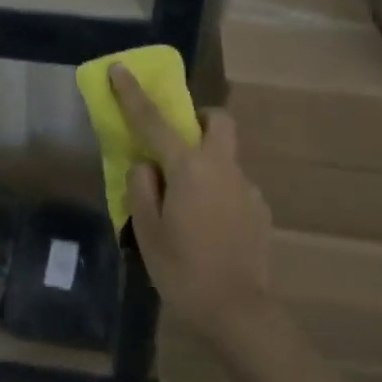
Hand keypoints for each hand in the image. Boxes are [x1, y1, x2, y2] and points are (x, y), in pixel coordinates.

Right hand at [108, 64, 272, 334]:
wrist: (238, 312)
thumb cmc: (183, 270)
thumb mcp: (147, 231)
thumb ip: (142, 188)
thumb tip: (147, 166)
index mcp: (190, 168)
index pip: (155, 121)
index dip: (133, 94)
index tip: (120, 69)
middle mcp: (223, 168)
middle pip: (218, 121)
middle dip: (199, 119)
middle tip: (177, 144)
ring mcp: (247, 187)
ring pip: (226, 157)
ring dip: (207, 165)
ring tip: (189, 207)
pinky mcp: (260, 210)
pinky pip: (235, 187)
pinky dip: (219, 194)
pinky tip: (211, 229)